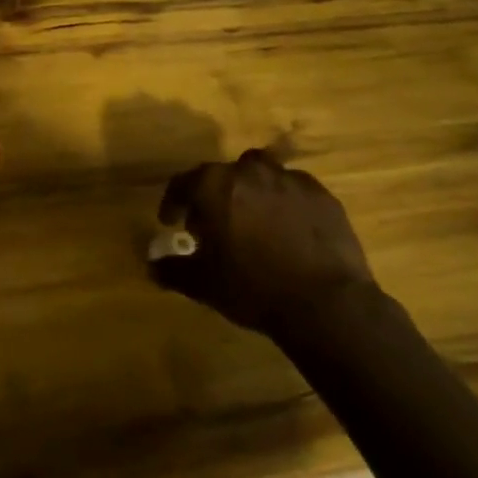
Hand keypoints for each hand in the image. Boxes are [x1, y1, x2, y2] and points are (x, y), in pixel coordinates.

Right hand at [149, 150, 376, 339]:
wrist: (326, 304)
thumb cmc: (252, 288)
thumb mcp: (202, 284)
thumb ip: (172, 269)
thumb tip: (152, 266)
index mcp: (213, 186)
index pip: (182, 184)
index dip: (173, 203)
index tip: (171, 222)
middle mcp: (248, 172)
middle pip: (221, 175)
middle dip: (213, 195)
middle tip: (214, 224)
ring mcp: (289, 180)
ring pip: (260, 174)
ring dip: (250, 190)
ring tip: (253, 218)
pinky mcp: (322, 196)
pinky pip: (294, 189)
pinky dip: (284, 202)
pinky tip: (288, 229)